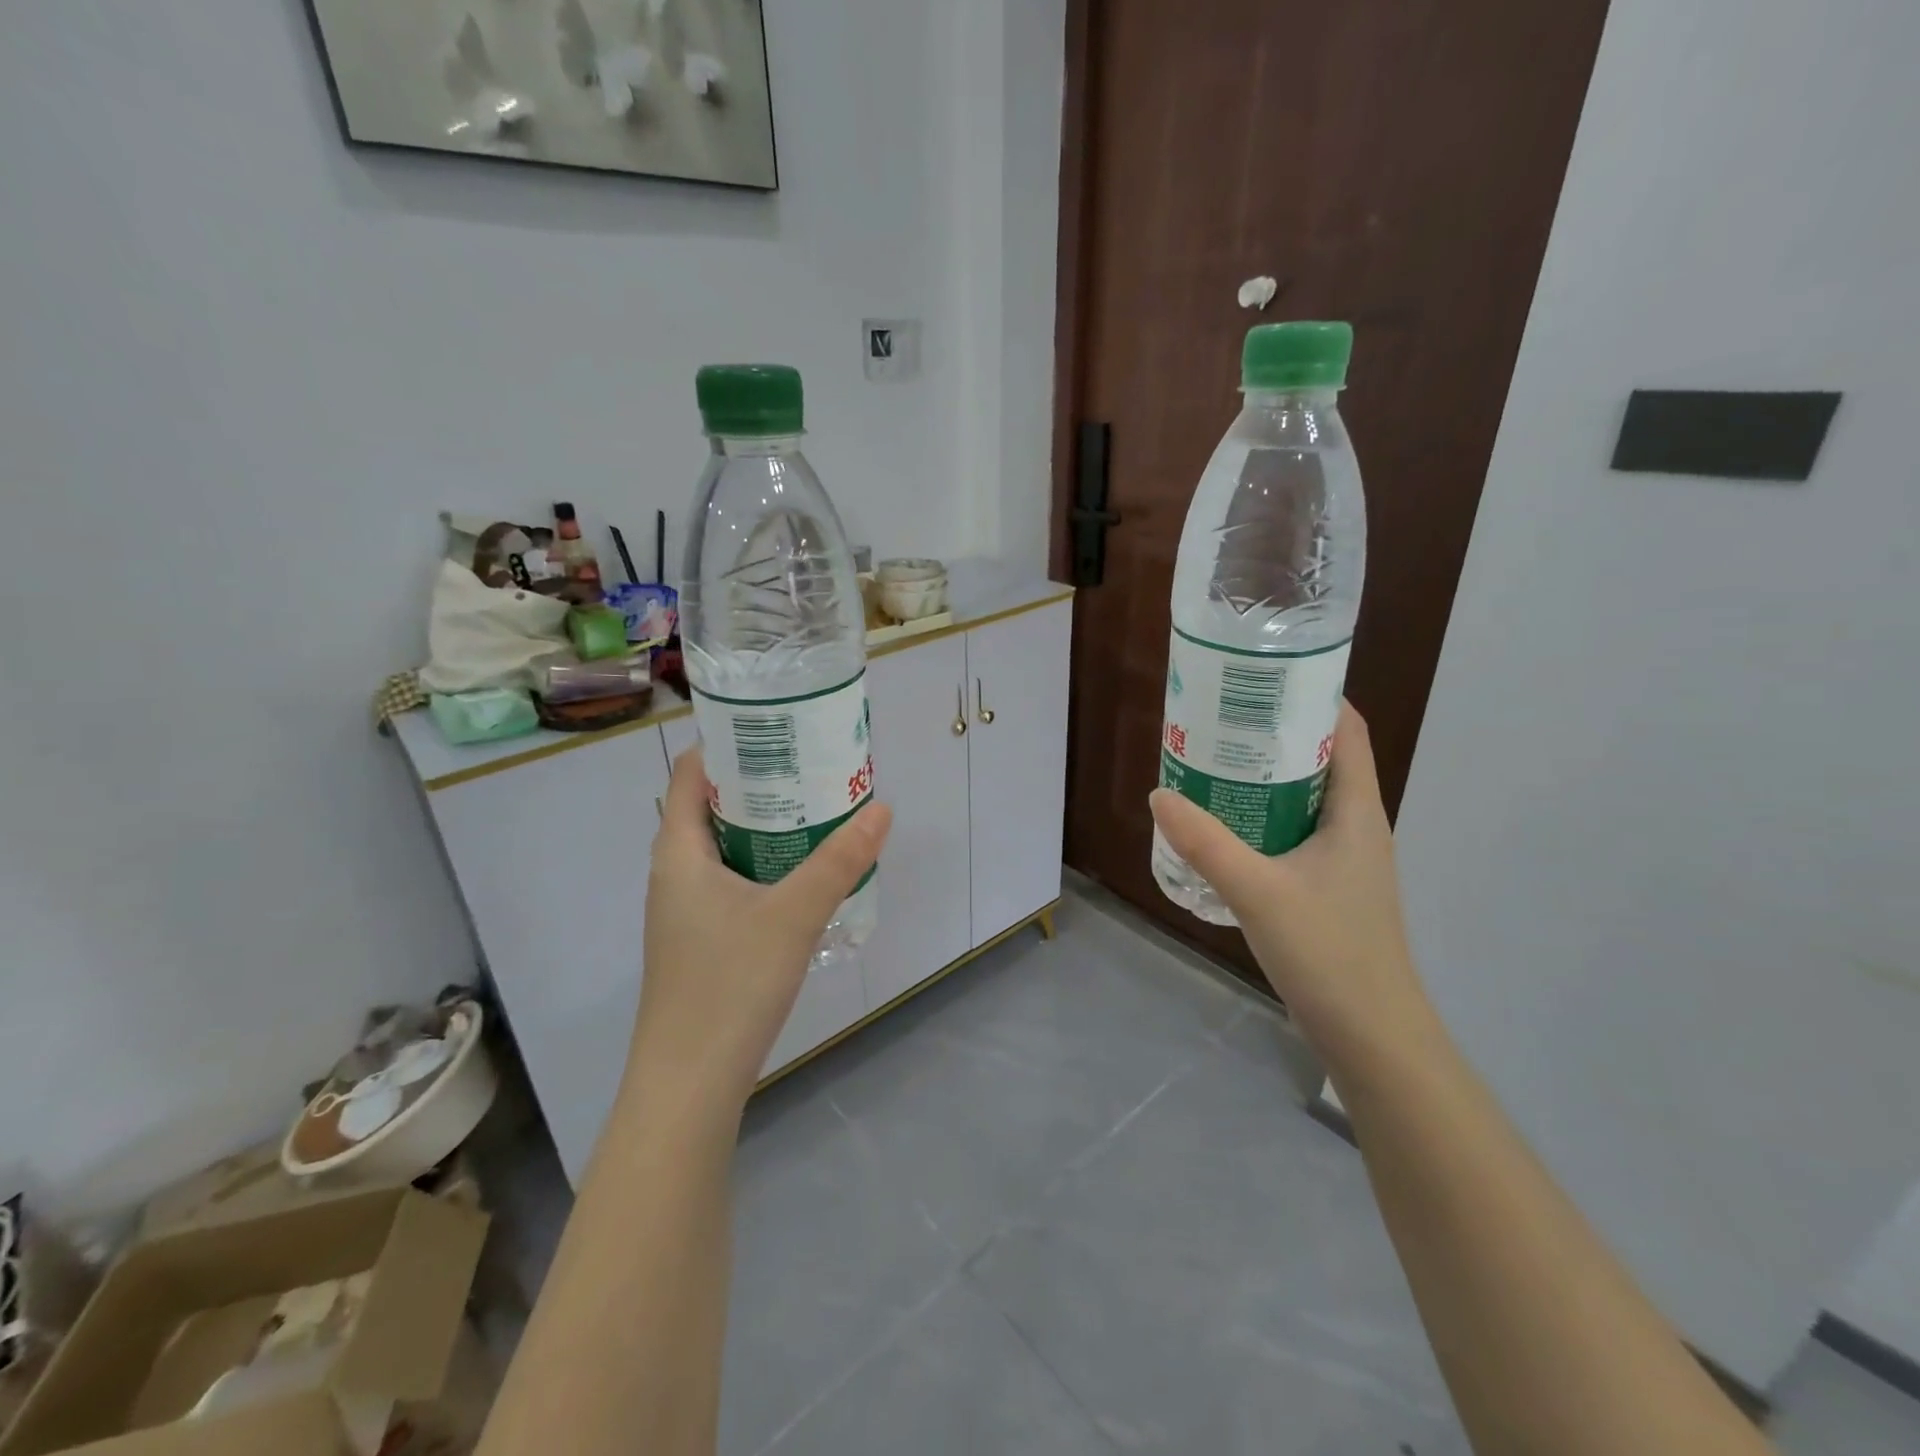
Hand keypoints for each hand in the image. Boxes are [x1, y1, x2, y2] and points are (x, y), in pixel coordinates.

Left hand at [632, 746, 891, 1115]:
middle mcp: (674, 874)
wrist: (687, 1085)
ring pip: (723, 849)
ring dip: (764, 827)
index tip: (778, 728)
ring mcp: (684, 912)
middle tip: (812, 766)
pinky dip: (763, 865)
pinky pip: (731, 882)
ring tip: (815, 811)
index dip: (728, 744)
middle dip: (759, 783)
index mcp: (678, 853)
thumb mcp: (793, 915)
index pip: (693, 774)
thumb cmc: (728, 986)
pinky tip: (801, 877)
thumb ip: (838, 861)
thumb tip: (881, 809)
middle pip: (711, 808)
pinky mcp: (700, 941)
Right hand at [1149, 702, 1441, 1076]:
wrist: (1371, 1036)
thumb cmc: (1329, 953)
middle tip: (1219, 718)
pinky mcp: (1327, 887)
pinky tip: (1223, 826)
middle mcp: (1357, 826)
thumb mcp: (1258, 891)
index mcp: (1358, 812)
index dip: (1314, 695)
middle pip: (1321, 758)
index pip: (1348, 730)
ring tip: (1212, 762)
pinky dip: (1262, 816)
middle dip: (1274, 733)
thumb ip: (1205, 842)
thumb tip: (1159, 794)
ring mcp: (1344, 859)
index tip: (1262, 677)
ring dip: (1265, 777)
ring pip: (1304, 797)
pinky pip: (1293, 831)